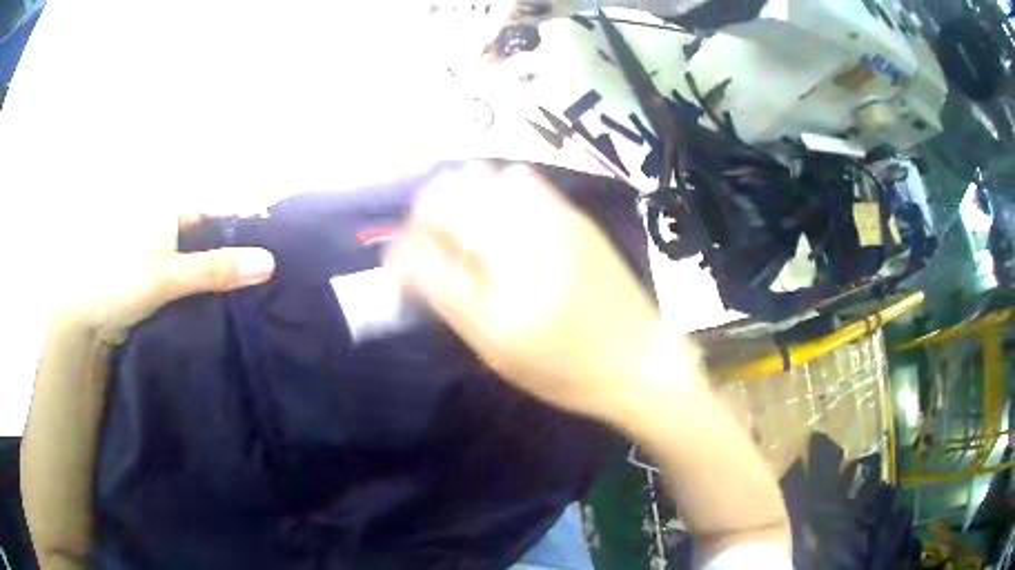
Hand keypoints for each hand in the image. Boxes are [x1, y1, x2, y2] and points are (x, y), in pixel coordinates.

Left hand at [52, 211, 274, 344]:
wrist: (83, 327)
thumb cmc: (116, 284)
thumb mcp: (166, 275)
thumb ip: (214, 269)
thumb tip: (269, 262)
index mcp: (167, 210)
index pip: (216, 213)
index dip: (244, 230)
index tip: (273, 252)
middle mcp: (167, 230)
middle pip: (211, 241)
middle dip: (236, 259)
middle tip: (269, 282)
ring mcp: (162, 261)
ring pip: (202, 267)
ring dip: (222, 282)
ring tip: (255, 299)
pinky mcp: (158, 288)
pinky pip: (191, 288)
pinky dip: (206, 298)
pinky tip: (226, 313)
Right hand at [387, 164, 689, 422]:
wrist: (638, 359)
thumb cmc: (564, 370)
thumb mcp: (495, 350)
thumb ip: (448, 298)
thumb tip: (411, 258)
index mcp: (496, 294)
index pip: (422, 248)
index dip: (402, 250)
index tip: (404, 263)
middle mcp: (520, 243)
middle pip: (446, 195)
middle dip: (426, 215)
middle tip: (434, 243)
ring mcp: (550, 220)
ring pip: (481, 177)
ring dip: (462, 198)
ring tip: (469, 228)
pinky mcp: (573, 215)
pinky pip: (520, 181)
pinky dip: (497, 192)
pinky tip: (507, 221)